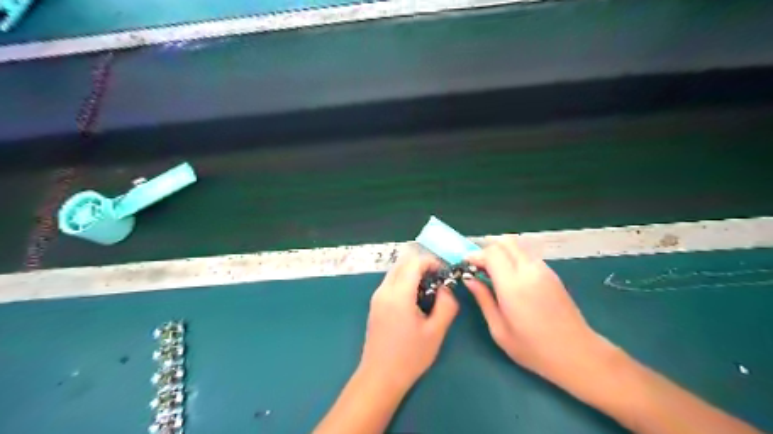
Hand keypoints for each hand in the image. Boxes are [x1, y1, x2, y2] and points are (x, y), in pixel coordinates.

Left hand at [360, 253, 460, 391]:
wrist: (380, 377)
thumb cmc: (410, 356)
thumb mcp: (435, 332)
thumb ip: (446, 305)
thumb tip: (446, 288)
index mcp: (398, 294)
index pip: (414, 262)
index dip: (432, 262)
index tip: (445, 273)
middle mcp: (384, 290)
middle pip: (403, 263)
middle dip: (422, 265)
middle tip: (439, 279)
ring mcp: (377, 297)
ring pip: (395, 271)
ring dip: (413, 273)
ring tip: (429, 290)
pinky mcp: (375, 304)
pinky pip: (391, 282)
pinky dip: (404, 281)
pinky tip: (415, 299)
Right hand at [460, 236, 599, 381]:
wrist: (578, 354)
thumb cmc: (534, 349)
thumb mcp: (499, 330)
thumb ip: (483, 299)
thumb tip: (469, 279)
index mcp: (514, 286)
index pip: (492, 253)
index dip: (476, 255)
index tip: (466, 265)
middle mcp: (529, 271)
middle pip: (505, 242)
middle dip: (488, 250)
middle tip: (479, 267)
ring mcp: (544, 270)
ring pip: (517, 246)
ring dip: (502, 253)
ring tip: (494, 273)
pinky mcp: (552, 273)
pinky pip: (527, 256)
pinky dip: (514, 258)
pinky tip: (511, 278)